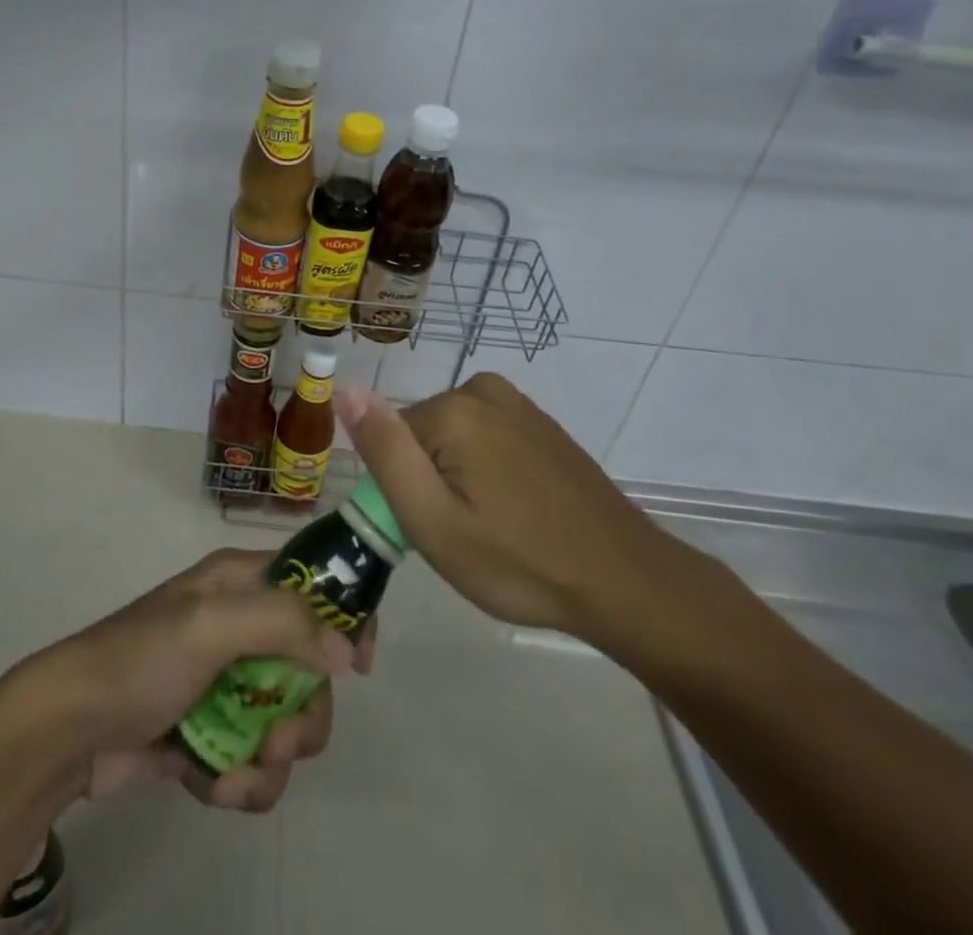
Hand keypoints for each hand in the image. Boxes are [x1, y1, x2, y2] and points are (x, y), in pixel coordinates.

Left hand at [18, 549, 375, 813]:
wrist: (70, 731)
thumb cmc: (142, 659)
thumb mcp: (210, 624)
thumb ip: (283, 624)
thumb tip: (346, 650)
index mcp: (240, 583)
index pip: (313, 583)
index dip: (345, 618)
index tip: (360, 666)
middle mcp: (241, 626)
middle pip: (312, 669)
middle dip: (303, 714)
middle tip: (277, 737)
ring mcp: (227, 683)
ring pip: (288, 723)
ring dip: (271, 760)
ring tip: (234, 772)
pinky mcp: (213, 734)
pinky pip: (256, 763)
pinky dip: (241, 782)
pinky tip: (210, 785)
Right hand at [336, 374, 692, 648]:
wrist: (628, 583)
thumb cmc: (521, 562)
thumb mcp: (433, 521)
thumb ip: (385, 452)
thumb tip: (344, 389)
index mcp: (452, 410)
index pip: (390, 440)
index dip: (403, 490)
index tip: (433, 530)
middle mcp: (483, 390)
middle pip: (422, 436)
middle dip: (431, 482)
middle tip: (465, 535)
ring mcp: (519, 405)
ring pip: (453, 439)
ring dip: (461, 479)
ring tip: (494, 528)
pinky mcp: (542, 424)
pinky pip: (488, 439)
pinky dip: (490, 472)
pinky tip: (518, 511)